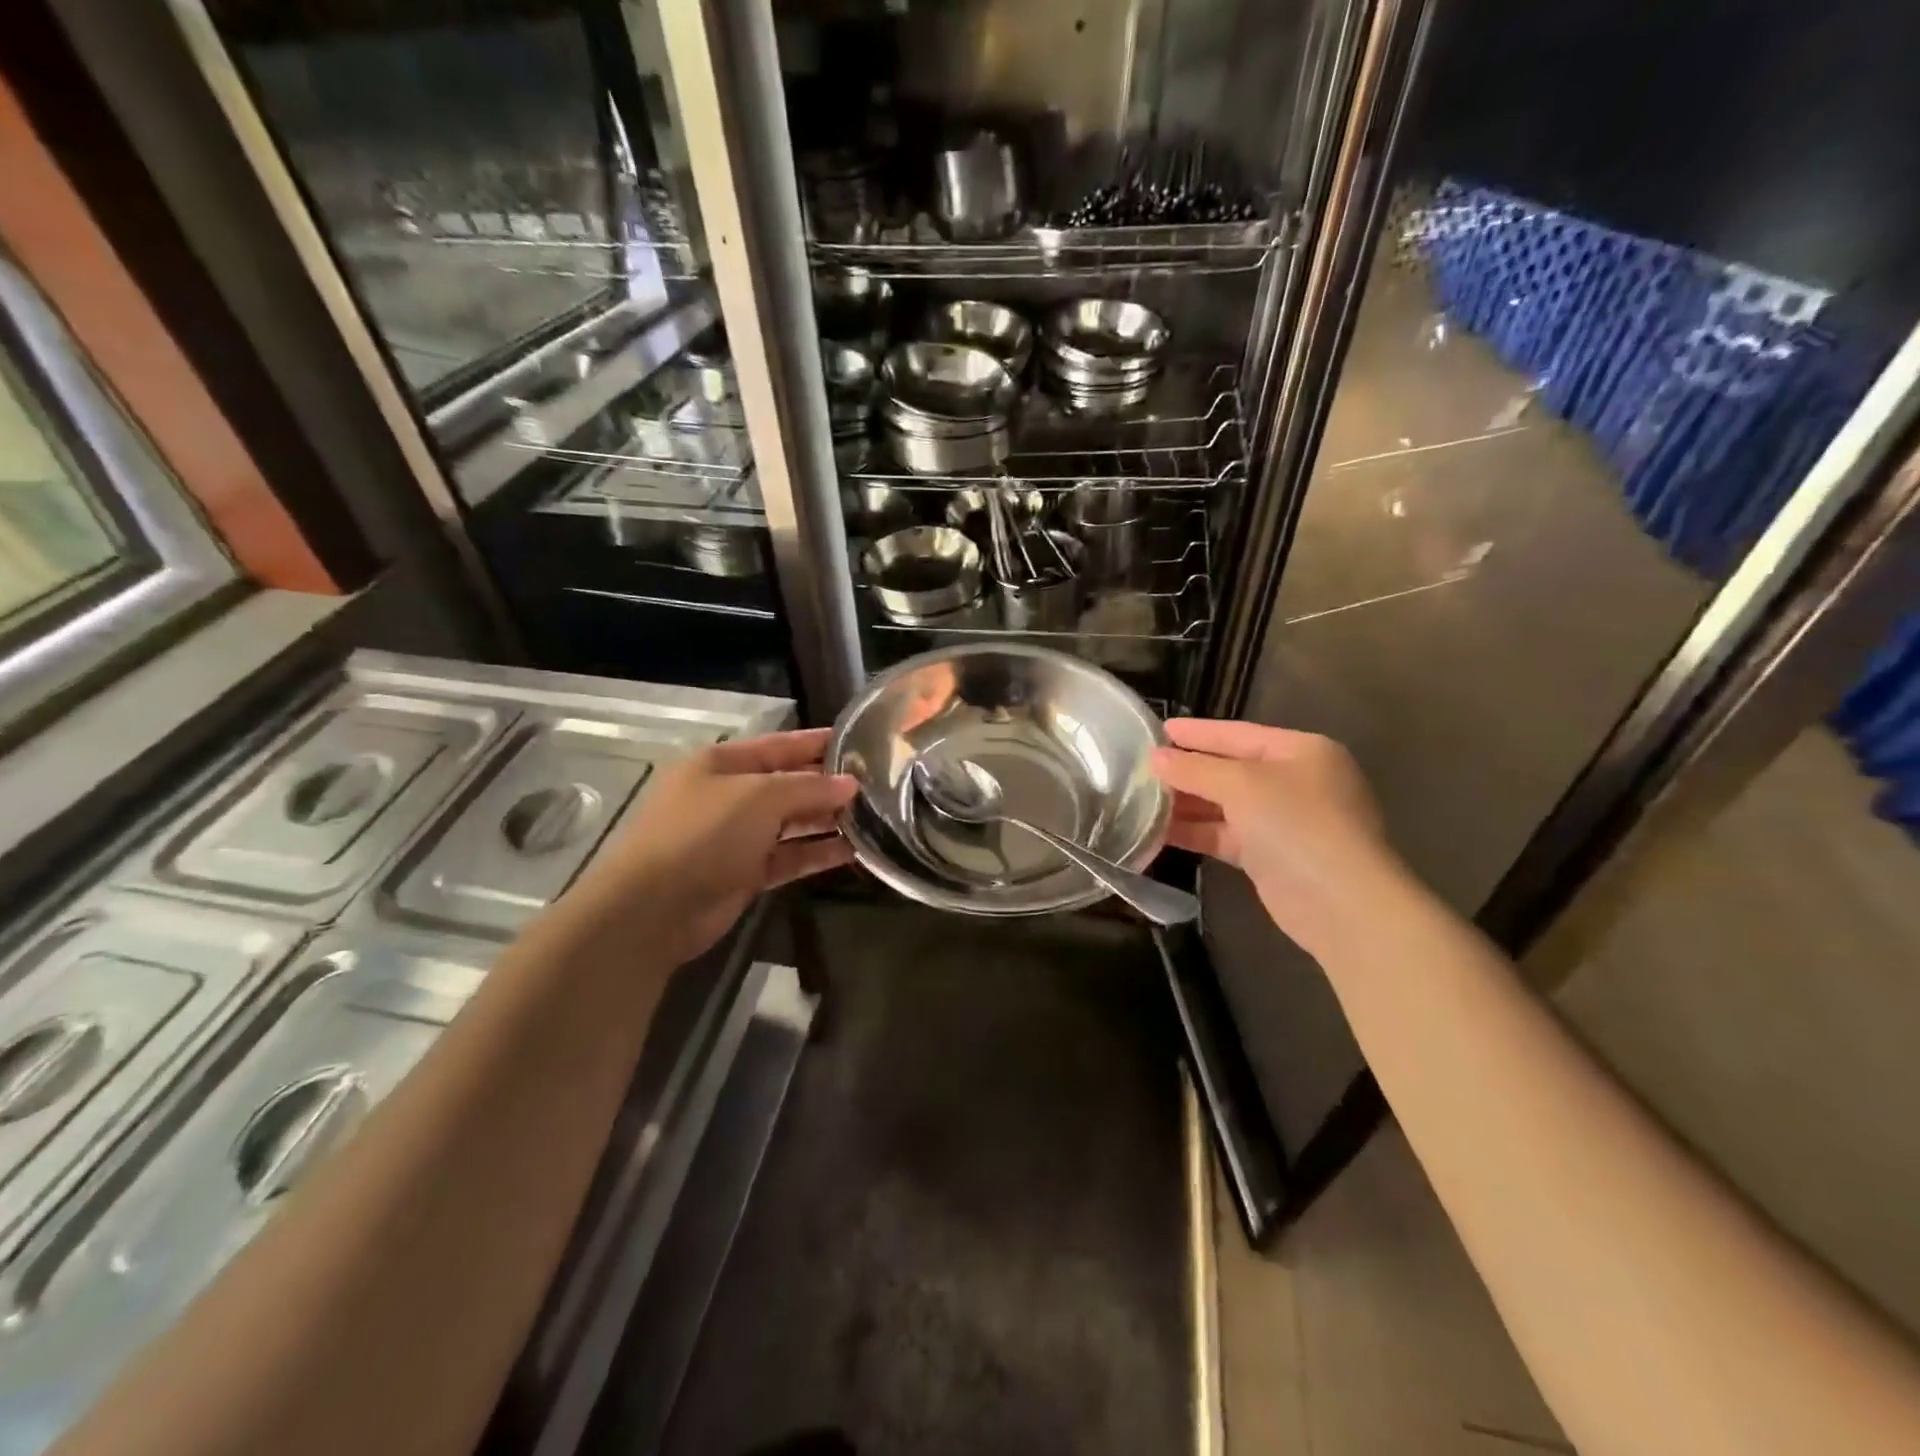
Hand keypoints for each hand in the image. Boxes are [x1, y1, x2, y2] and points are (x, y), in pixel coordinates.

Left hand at [572, 728, 856, 966]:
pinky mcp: (743, 874)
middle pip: (787, 784)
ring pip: (790, 823)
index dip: (816, 742)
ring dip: (826, 821)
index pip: (779, 745)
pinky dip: (816, 853)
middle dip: (827, 785)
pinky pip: (788, 857)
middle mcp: (728, 795)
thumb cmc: (703, 834)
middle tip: (876, 785)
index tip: (858, 741)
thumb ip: (808, 787)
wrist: (652, 909)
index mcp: (721, 763)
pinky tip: (852, 851)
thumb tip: (850, 784)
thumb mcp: (759, 797)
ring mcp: (735, 837)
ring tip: (872, 818)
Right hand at [1152, 719, 1397, 954]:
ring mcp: (1284, 821)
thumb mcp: (1242, 785)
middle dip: (1186, 771)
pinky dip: (1195, 832)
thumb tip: (1156, 758)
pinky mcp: (1270, 857)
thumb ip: (1195, 768)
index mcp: (1300, 751)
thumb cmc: (1297, 825)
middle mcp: (1295, 782)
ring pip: (1224, 805)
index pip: (1238, 734)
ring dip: (1185, 804)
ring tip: (1139, 800)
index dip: (1197, 732)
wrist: (1341, 904)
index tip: (1157, 730)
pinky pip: (1225, 835)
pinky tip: (1158, 832)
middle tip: (1139, 768)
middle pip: (1230, 769)